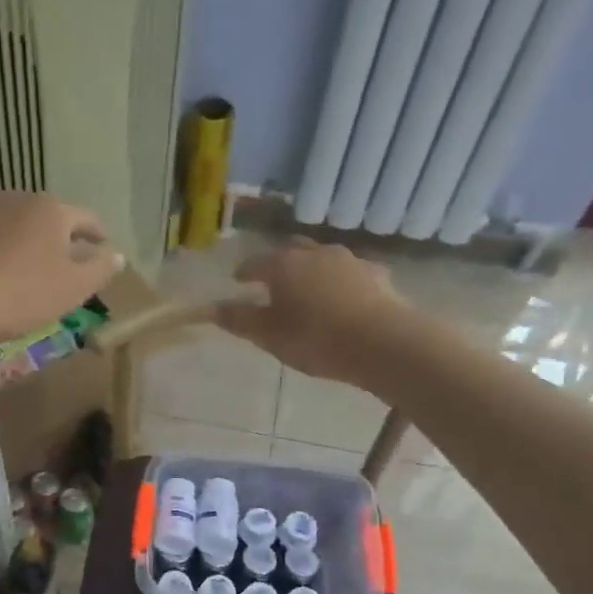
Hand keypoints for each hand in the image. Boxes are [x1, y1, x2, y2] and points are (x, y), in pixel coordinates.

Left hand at [0, 194, 123, 351]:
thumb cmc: (22, 296)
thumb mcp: (73, 289)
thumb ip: (100, 269)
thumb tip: (117, 254)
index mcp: (51, 210)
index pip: (86, 218)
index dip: (98, 233)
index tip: (104, 246)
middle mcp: (17, 199)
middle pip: (48, 217)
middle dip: (59, 236)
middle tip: (65, 261)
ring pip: (14, 223)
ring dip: (25, 240)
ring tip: (28, 266)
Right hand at [216, 239, 411, 387]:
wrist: (382, 342)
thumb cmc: (315, 338)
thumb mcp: (268, 335)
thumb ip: (239, 320)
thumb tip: (210, 308)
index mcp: (284, 265)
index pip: (255, 262)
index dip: (244, 272)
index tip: (237, 280)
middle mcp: (316, 253)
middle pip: (292, 252)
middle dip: (279, 264)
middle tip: (272, 282)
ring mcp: (350, 261)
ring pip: (323, 259)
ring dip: (312, 270)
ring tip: (308, 290)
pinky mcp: (377, 275)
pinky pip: (351, 273)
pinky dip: (341, 281)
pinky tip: (344, 298)